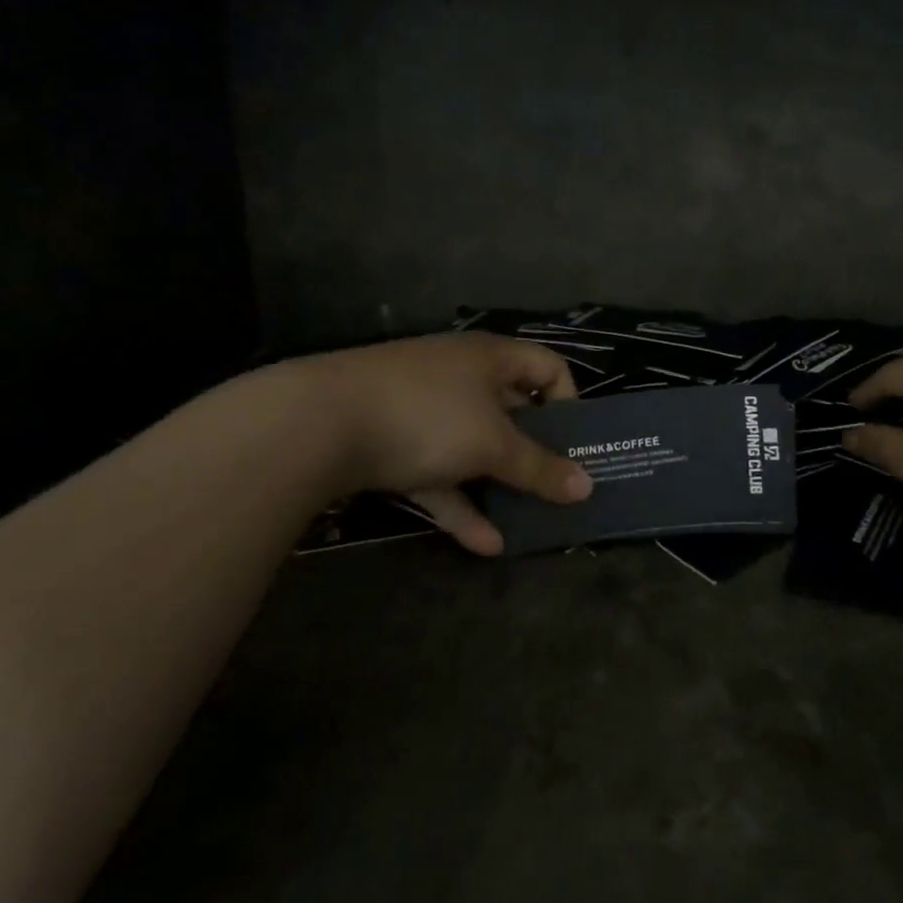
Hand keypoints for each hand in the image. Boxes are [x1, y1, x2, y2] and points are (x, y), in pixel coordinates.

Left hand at [281, 333, 592, 555]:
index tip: (574, 443)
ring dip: (497, 485)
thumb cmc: (427, 416)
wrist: (315, 424)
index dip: (568, 401)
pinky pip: (437, 471)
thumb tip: (587, 487)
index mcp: (491, 358)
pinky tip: (483, 544)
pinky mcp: (390, 441)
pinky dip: (458, 502)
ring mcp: (422, 408)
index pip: (548, 367)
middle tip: (557, 488)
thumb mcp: (492, 444)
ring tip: (526, 524)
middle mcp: (460, 375)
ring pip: (473, 446)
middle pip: (511, 411)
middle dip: (534, 452)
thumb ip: (539, 468)